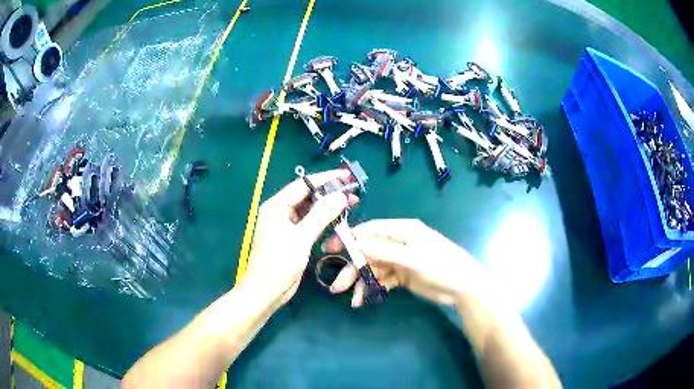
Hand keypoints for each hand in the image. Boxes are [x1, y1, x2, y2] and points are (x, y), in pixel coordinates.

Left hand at [243, 169, 358, 306]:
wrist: (266, 291)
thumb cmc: (279, 263)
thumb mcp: (301, 238)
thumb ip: (321, 215)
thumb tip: (340, 196)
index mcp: (276, 206)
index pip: (303, 185)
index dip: (325, 179)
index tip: (345, 176)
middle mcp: (280, 212)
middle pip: (307, 196)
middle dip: (329, 193)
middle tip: (352, 192)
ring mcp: (286, 225)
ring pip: (310, 210)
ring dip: (328, 207)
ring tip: (350, 204)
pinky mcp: (292, 237)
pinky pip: (310, 222)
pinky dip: (324, 220)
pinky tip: (338, 219)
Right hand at [325, 219, 484, 306]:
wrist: (463, 287)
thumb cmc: (441, 266)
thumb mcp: (412, 258)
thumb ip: (383, 250)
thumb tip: (356, 241)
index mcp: (403, 230)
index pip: (370, 230)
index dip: (350, 239)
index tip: (330, 249)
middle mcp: (399, 242)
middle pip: (369, 252)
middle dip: (353, 268)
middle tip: (337, 285)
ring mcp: (400, 259)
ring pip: (374, 268)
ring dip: (361, 282)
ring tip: (352, 299)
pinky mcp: (402, 275)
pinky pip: (382, 280)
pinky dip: (372, 288)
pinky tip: (363, 299)